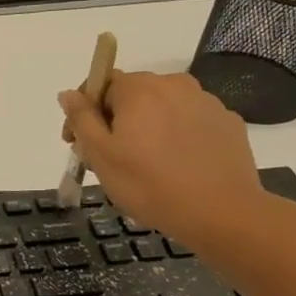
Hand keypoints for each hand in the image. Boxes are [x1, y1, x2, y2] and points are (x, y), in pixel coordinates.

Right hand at [58, 70, 270, 248]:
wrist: (221, 212)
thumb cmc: (148, 184)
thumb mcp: (100, 155)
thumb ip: (81, 119)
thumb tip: (67, 94)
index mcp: (139, 89)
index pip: (100, 83)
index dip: (83, 110)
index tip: (77, 143)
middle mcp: (174, 84)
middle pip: (132, 94)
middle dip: (114, 120)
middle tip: (107, 159)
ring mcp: (206, 102)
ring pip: (162, 108)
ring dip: (146, 128)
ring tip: (143, 165)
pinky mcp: (227, 123)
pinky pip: (189, 122)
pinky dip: (175, 136)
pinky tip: (174, 166)